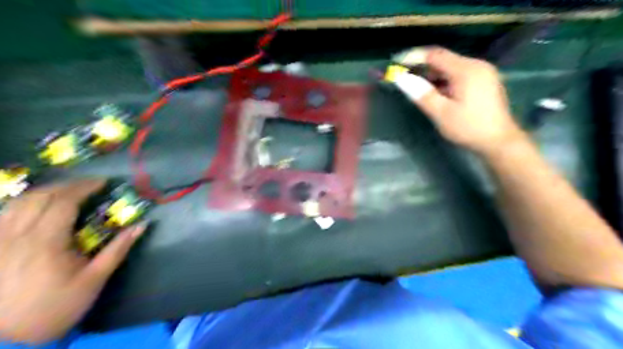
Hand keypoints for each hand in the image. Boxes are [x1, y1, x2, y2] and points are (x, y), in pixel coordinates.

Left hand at [0, 180, 143, 342]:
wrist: (6, 340)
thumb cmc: (56, 307)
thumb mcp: (94, 279)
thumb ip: (118, 249)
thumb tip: (141, 225)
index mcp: (45, 242)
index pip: (64, 202)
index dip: (84, 187)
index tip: (103, 182)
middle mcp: (16, 236)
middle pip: (38, 197)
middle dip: (65, 186)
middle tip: (87, 185)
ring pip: (15, 203)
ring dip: (43, 192)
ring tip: (65, 192)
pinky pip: (1, 216)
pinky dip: (21, 205)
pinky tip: (34, 208)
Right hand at [396, 47, 521, 154]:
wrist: (499, 141)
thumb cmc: (469, 128)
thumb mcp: (441, 113)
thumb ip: (421, 94)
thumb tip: (401, 79)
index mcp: (466, 70)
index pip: (435, 55)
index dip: (413, 56)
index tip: (396, 62)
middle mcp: (476, 65)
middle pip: (443, 59)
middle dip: (421, 66)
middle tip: (403, 76)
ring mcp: (482, 72)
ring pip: (450, 67)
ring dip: (431, 74)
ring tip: (414, 85)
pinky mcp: (483, 81)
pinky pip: (458, 74)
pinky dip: (442, 80)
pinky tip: (434, 91)